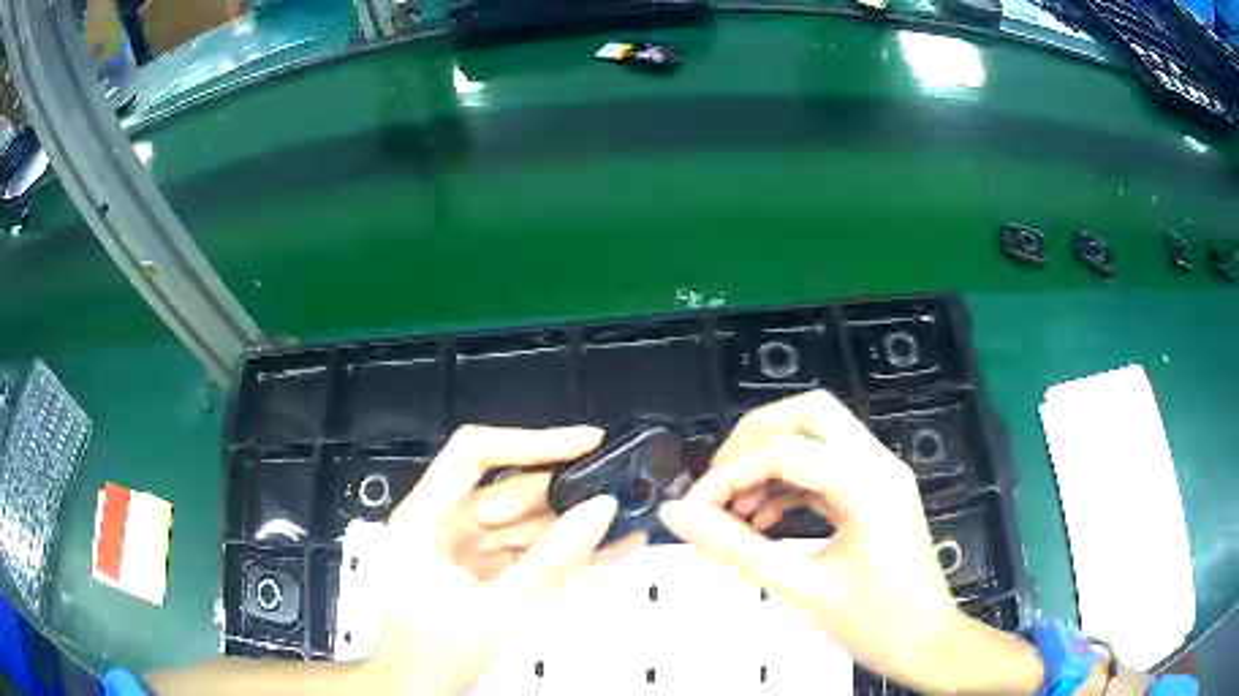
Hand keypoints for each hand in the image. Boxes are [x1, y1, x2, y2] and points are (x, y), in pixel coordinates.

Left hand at [368, 425, 633, 695]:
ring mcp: (467, 548)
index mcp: (423, 519)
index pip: (473, 455)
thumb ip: (550, 561)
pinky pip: (529, 552)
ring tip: (629, 515)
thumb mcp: (496, 609)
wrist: (421, 691)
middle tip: (624, 482)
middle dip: (567, 490)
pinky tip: (611, 546)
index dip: (530, 442)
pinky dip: (565, 552)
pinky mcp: (487, 570)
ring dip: (574, 523)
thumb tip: (601, 510)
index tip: (586, 442)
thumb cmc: (438, 653)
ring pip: (527, 523)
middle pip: (510, 492)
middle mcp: (443, 523)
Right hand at [658, 391, 983, 692]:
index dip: (727, 475)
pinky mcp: (879, 492)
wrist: (927, 643)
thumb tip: (678, 516)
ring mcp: (883, 474)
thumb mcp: (800, 588)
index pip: (783, 453)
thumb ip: (735, 549)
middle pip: (810, 414)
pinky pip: (829, 467)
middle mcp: (878, 463)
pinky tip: (763, 518)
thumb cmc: (873, 623)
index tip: (691, 510)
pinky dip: (792, 481)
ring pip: (821, 435)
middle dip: (755, 438)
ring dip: (773, 459)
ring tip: (735, 507)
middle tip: (719, 482)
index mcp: (866, 483)